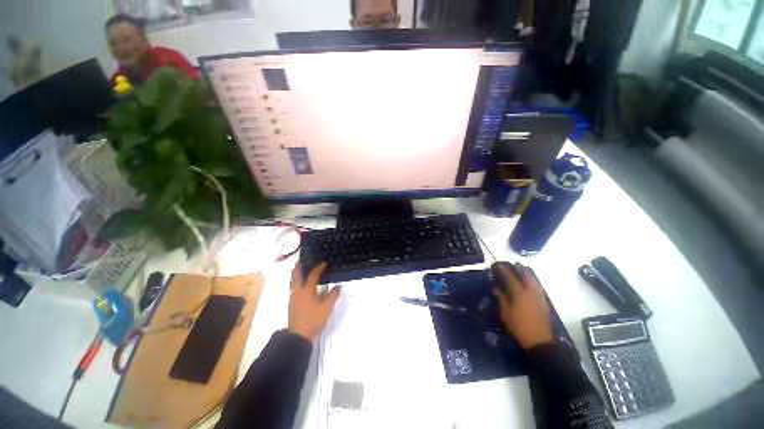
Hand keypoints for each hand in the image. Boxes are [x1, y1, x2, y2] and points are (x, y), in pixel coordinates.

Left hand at [288, 262, 340, 340]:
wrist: (298, 336)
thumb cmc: (313, 319)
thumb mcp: (327, 307)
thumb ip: (333, 295)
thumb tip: (338, 286)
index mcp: (307, 290)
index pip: (313, 276)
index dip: (319, 268)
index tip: (323, 263)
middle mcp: (298, 292)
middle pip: (296, 277)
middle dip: (298, 269)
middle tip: (300, 262)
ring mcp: (293, 299)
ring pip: (293, 284)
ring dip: (295, 276)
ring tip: (297, 272)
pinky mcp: (292, 306)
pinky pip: (293, 290)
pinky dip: (296, 284)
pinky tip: (299, 287)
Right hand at [493, 263, 553, 349]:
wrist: (540, 341)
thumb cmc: (519, 327)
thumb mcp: (506, 313)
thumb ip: (501, 298)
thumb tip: (496, 288)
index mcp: (519, 294)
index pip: (510, 278)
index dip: (504, 270)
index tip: (498, 265)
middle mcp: (530, 292)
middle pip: (526, 275)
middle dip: (519, 268)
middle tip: (513, 264)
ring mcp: (539, 296)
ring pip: (534, 280)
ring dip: (527, 273)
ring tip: (521, 269)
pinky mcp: (544, 302)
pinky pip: (537, 286)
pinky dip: (532, 280)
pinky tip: (529, 281)